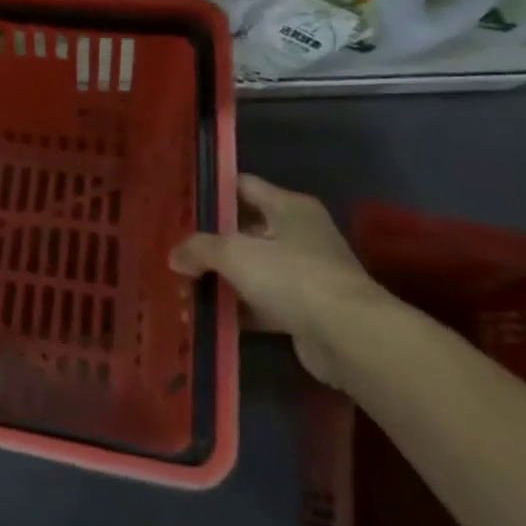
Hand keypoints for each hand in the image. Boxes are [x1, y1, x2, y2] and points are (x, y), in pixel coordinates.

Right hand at [169, 173, 392, 387]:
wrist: (351, 339)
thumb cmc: (293, 277)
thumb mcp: (235, 253)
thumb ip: (199, 248)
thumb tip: (175, 257)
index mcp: (289, 207)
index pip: (242, 187)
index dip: (212, 194)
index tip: (180, 204)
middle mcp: (300, 234)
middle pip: (244, 230)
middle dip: (210, 242)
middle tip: (175, 248)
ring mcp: (305, 273)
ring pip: (252, 269)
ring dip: (221, 278)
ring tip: (183, 284)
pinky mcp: (306, 310)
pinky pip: (261, 302)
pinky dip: (237, 307)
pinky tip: (207, 313)